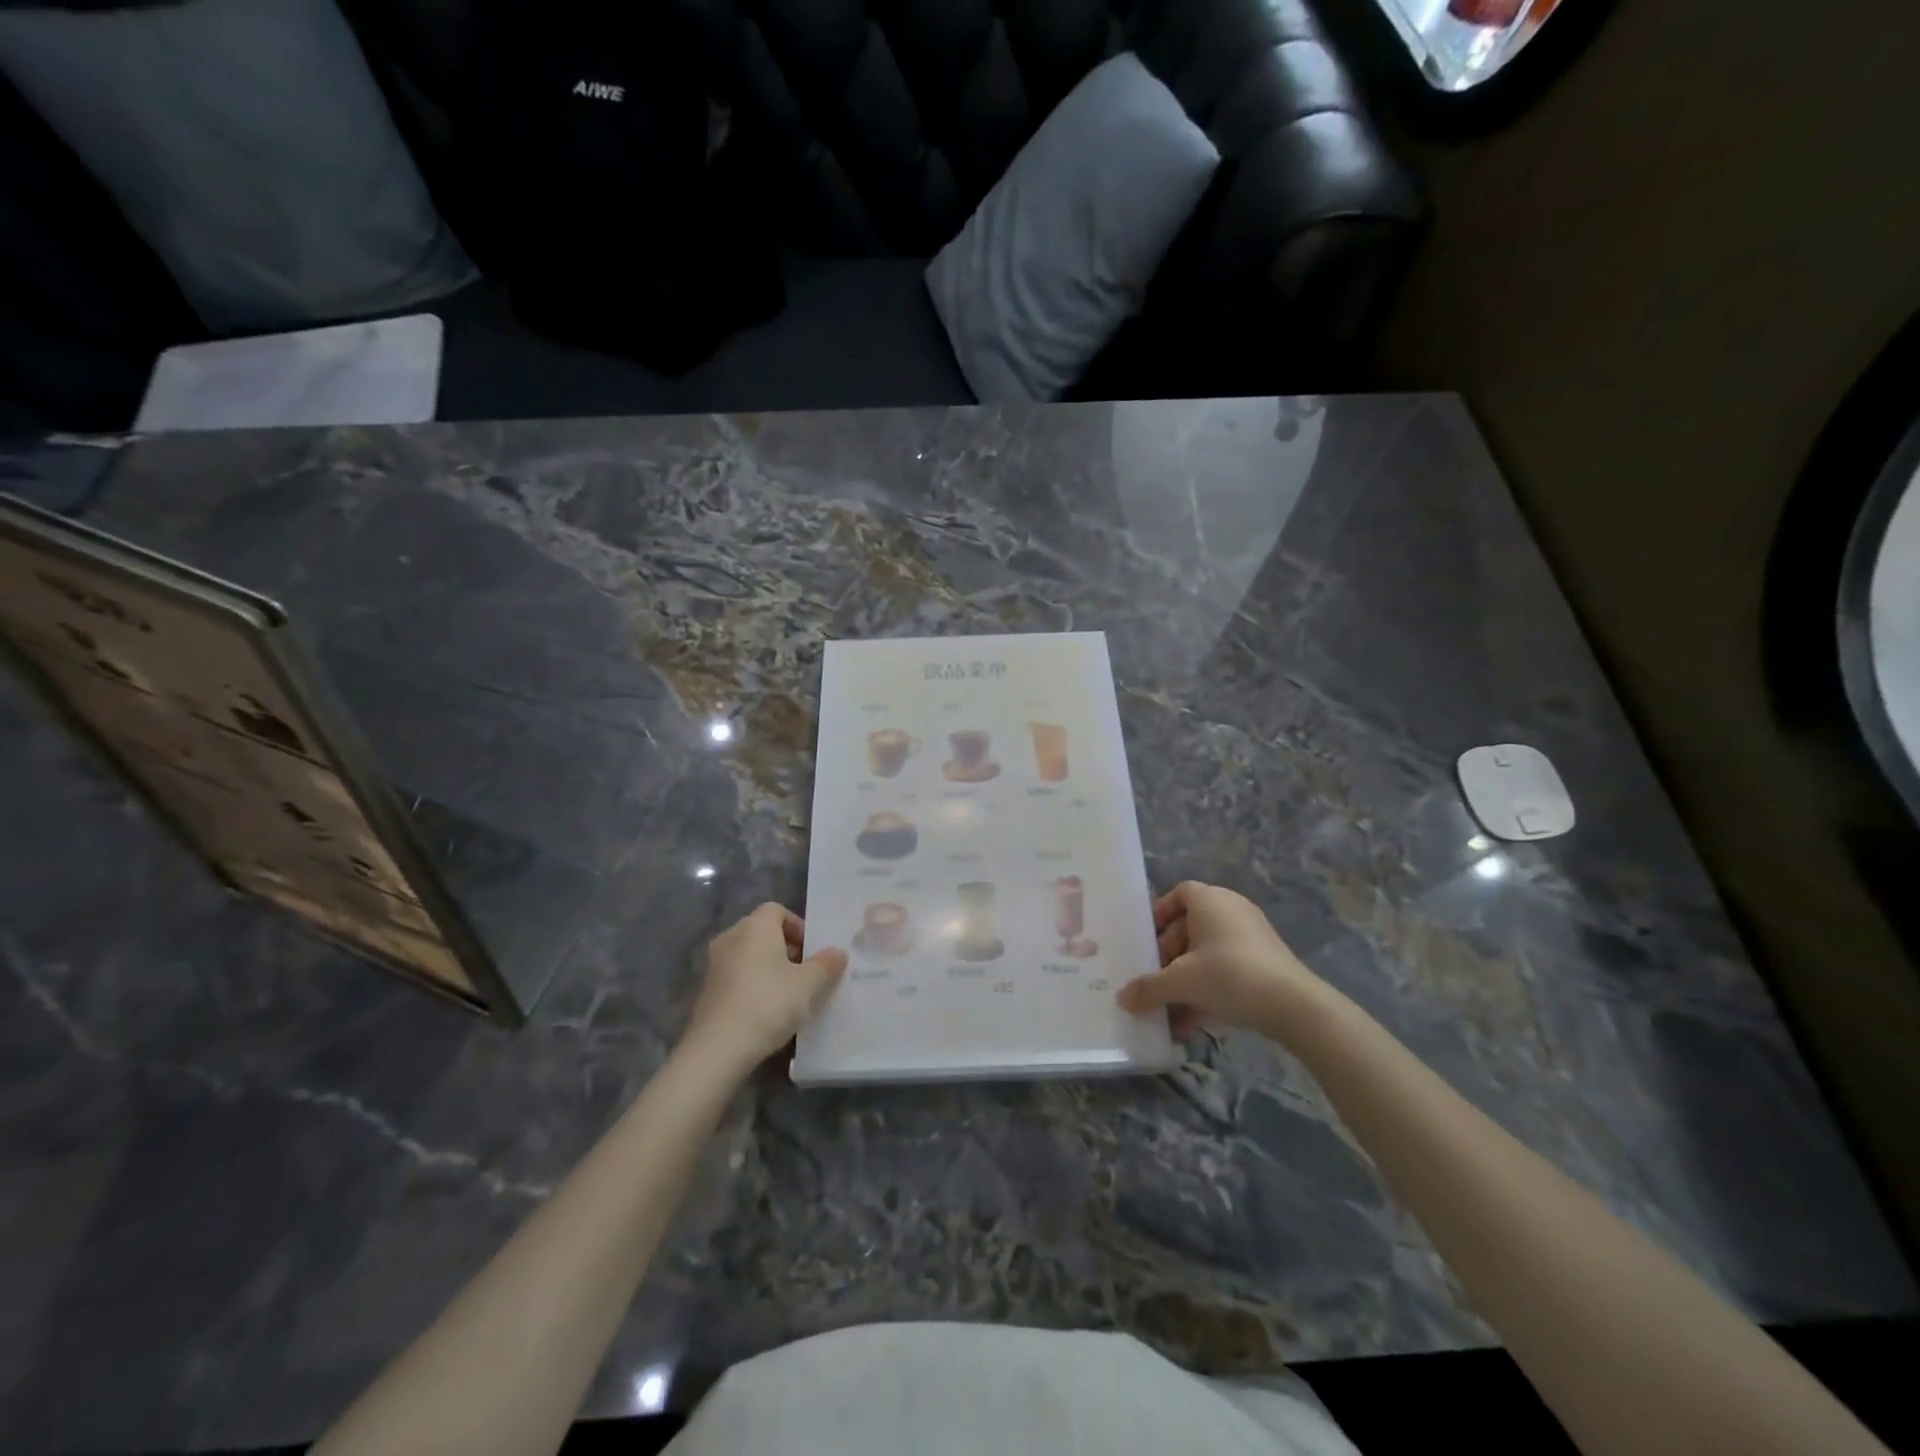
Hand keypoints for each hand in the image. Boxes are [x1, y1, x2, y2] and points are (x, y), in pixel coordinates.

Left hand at [681, 904, 846, 1072]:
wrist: (717, 1049)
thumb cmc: (768, 1004)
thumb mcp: (808, 985)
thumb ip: (826, 965)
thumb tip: (838, 952)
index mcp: (755, 926)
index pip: (777, 910)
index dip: (798, 926)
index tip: (812, 951)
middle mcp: (731, 937)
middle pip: (762, 931)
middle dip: (786, 948)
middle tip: (805, 973)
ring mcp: (714, 964)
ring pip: (748, 955)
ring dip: (768, 967)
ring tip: (788, 994)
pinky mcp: (705, 989)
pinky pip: (736, 975)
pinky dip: (751, 984)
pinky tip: (765, 1010)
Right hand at [1116, 881, 1323, 1042]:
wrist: (1293, 1005)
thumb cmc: (1228, 975)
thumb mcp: (1180, 982)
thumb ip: (1148, 988)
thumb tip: (1122, 999)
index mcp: (1209, 900)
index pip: (1179, 893)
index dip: (1160, 914)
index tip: (1147, 940)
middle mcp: (1231, 909)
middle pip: (1191, 926)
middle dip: (1170, 955)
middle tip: (1156, 979)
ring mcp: (1252, 935)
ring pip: (1209, 952)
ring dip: (1188, 979)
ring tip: (1172, 1010)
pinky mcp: (1266, 960)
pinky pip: (1228, 967)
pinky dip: (1211, 988)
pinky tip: (1196, 1021)